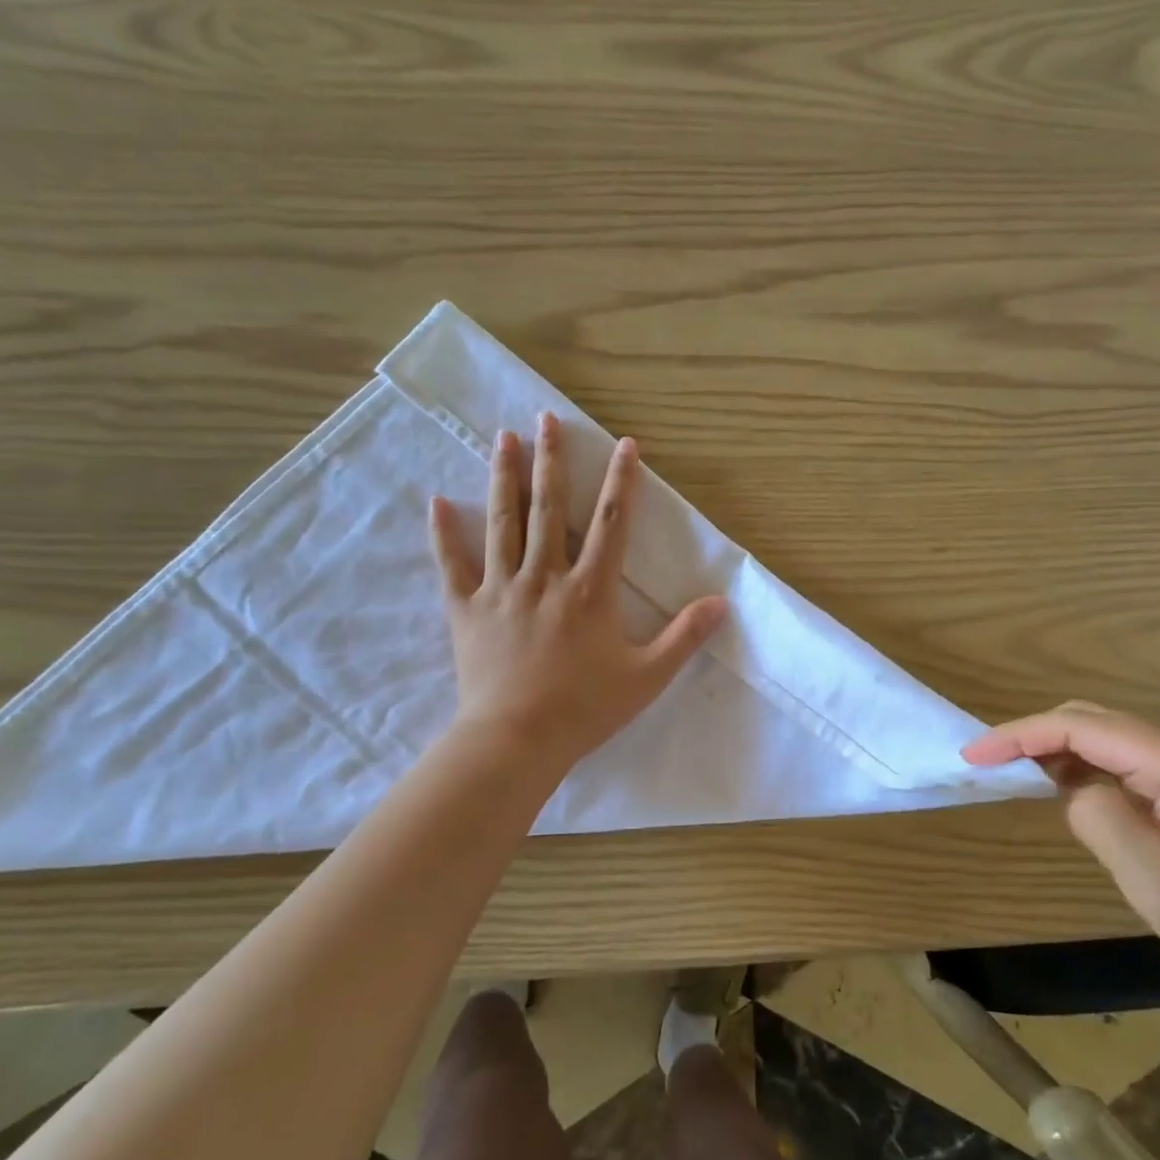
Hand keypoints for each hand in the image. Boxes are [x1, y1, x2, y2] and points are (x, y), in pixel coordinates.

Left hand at [429, 414, 726, 771]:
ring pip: (503, 522)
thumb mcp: (647, 677)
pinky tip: (438, 501)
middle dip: (550, 460)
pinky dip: (444, 533)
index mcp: (590, 590)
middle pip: (548, 508)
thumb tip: (721, 602)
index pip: (610, 523)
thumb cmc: (585, 709)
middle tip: (545, 418)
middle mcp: (545, 577)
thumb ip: (684, 637)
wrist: (516, 740)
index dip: (621, 481)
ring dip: (504, 477)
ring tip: (502, 437)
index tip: (624, 444)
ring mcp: (501, 590)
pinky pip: (452, 564)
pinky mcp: (467, 610)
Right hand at [962, 703, 1159, 1050]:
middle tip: (982, 759)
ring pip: (1103, 744)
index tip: (973, 755)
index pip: (1083, 728)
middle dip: (1032, 734)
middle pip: (1092, 723)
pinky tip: (1054, 786)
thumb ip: (1098, 818)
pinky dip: (1075, 770)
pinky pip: (1117, 771)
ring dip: (1051, 749)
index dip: (1022, 734)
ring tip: (1005, 769)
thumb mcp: (1154, 879)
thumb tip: (1068, 790)